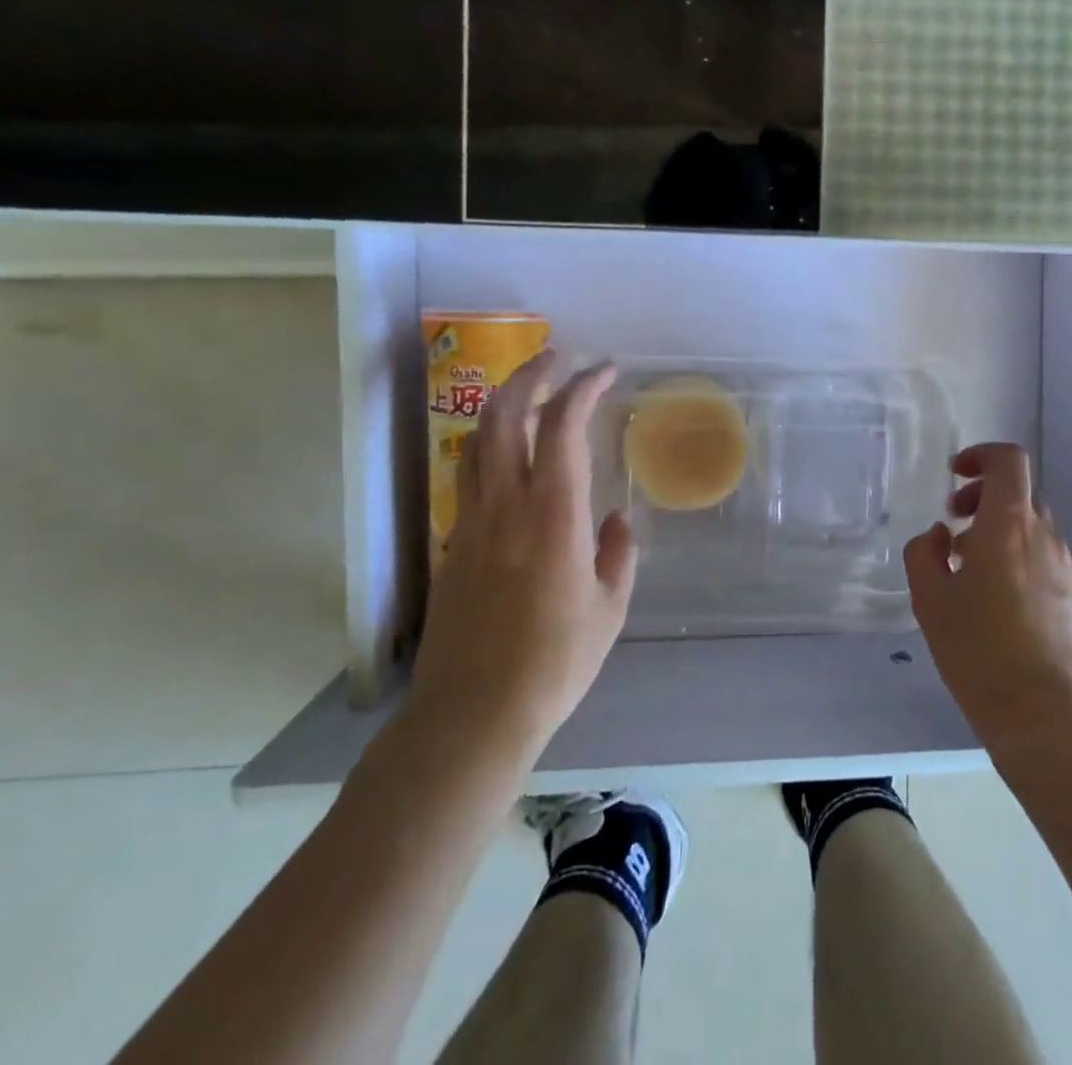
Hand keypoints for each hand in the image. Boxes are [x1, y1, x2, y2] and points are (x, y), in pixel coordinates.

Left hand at [409, 352, 637, 757]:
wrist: (473, 712)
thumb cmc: (555, 661)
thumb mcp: (609, 608)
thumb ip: (618, 553)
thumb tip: (616, 520)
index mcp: (553, 513)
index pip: (562, 425)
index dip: (583, 387)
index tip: (606, 371)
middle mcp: (506, 503)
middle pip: (504, 415)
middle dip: (531, 374)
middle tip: (559, 358)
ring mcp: (472, 521)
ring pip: (477, 440)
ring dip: (503, 403)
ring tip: (529, 390)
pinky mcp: (453, 543)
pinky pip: (470, 474)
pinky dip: (490, 445)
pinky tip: (509, 456)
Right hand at [903, 443, 1071, 752]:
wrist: (1044, 716)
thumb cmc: (978, 650)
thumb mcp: (929, 599)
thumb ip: (924, 553)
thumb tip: (941, 536)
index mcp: (1008, 525)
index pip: (1008, 461)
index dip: (981, 456)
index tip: (955, 477)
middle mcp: (1044, 536)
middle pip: (1018, 496)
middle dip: (982, 502)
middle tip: (952, 532)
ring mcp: (1067, 568)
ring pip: (1031, 531)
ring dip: (999, 535)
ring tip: (970, 575)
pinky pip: (1045, 561)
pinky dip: (1019, 562)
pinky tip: (1000, 606)